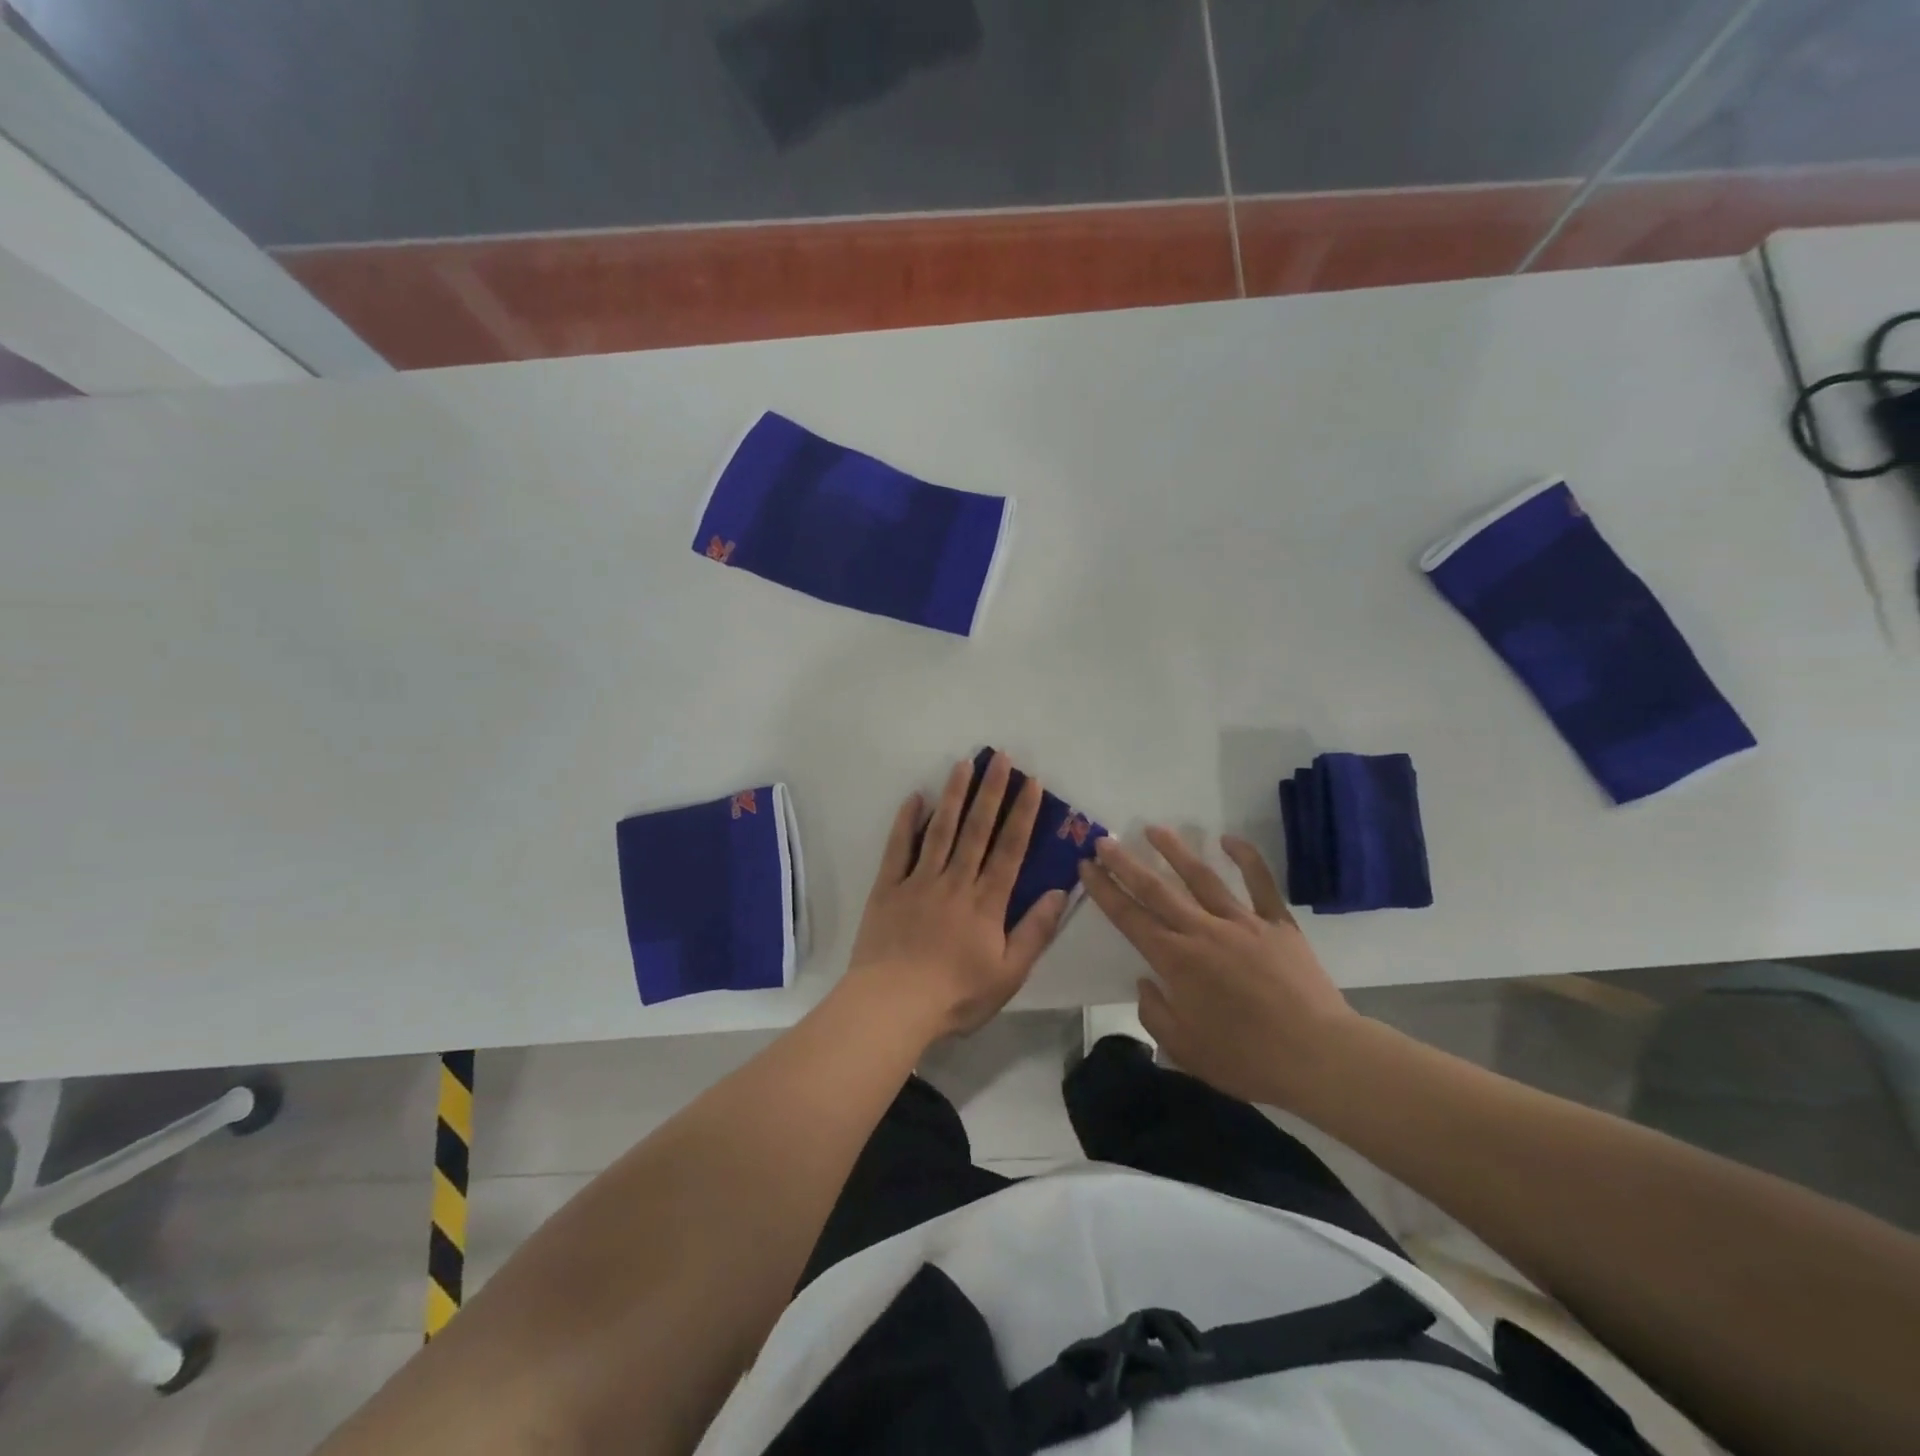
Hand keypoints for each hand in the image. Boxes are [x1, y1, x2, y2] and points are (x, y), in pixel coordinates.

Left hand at [842, 753, 1068, 1042]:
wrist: (894, 1005)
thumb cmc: (956, 995)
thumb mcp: (1009, 973)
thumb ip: (1035, 931)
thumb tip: (1060, 891)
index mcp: (986, 902)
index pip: (1010, 849)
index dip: (1022, 814)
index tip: (1031, 783)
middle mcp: (955, 881)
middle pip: (977, 829)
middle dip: (991, 791)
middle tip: (1000, 757)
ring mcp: (919, 881)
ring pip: (940, 830)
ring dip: (953, 795)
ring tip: (963, 764)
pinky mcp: (888, 888)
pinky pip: (898, 848)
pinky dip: (906, 821)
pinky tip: (915, 797)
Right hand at [1078, 827, 1360, 1109]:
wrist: (1319, 1057)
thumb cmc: (1246, 1059)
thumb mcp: (1184, 1049)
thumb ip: (1154, 1012)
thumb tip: (1145, 982)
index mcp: (1176, 960)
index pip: (1129, 917)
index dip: (1105, 890)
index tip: (1087, 867)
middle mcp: (1202, 931)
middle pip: (1156, 889)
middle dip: (1126, 863)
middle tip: (1105, 840)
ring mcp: (1242, 922)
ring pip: (1201, 877)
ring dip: (1174, 850)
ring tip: (1153, 829)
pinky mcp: (1278, 923)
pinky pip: (1260, 883)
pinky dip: (1246, 858)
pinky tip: (1228, 839)